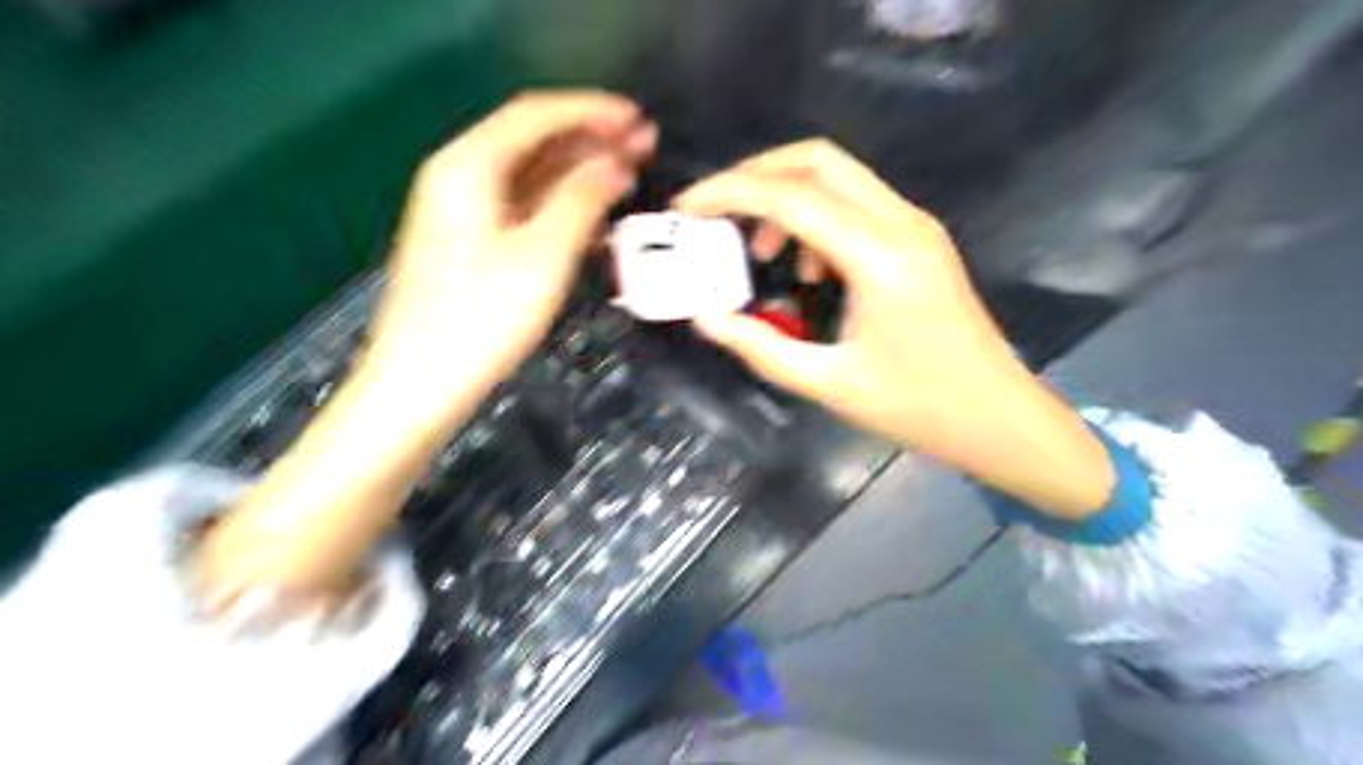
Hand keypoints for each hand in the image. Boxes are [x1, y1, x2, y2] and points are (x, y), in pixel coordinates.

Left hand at [369, 91, 655, 405]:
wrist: (422, 382)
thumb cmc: (481, 319)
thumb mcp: (542, 256)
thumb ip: (582, 201)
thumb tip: (615, 165)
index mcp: (469, 167)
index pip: (537, 115)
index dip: (591, 111)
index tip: (637, 119)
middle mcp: (461, 178)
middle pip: (533, 141)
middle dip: (590, 139)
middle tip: (644, 146)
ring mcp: (465, 212)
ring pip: (531, 175)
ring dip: (580, 171)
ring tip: (630, 175)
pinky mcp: (473, 244)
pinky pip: (525, 207)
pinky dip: (562, 205)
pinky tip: (595, 218)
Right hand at [671, 138, 1004, 448]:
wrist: (998, 416)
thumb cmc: (919, 407)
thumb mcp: (829, 383)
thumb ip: (761, 347)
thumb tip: (707, 318)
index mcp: (878, 257)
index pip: (790, 197)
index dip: (729, 193)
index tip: (685, 208)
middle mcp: (900, 223)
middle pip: (816, 160)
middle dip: (755, 175)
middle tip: (715, 213)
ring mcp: (915, 226)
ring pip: (838, 176)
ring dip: (786, 198)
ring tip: (759, 253)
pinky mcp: (918, 239)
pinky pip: (856, 204)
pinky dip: (815, 218)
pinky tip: (807, 269)